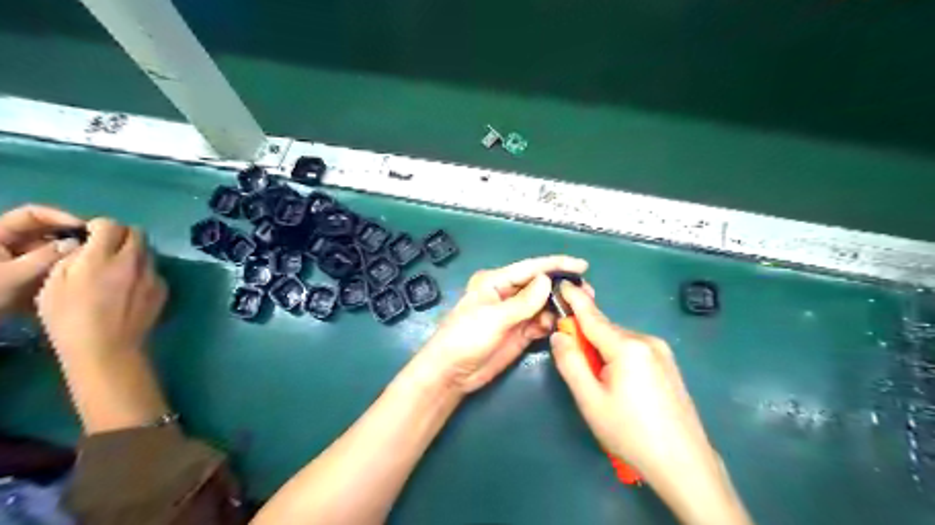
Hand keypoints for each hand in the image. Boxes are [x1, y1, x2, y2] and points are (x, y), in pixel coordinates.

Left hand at [1, 206, 81, 315]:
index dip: (60, 217)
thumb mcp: (15, 275)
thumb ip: (47, 257)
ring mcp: (18, 259)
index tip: (86, 228)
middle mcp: (8, 243)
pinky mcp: (26, 275)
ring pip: (51, 249)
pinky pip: (51, 265)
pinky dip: (64, 269)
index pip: (32, 214)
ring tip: (91, 263)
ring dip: (69, 255)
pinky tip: (80, 277)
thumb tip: (78, 244)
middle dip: (70, 238)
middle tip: (96, 246)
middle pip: (46, 232)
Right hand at [37, 217, 168, 364]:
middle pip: (137, 233)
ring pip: (148, 251)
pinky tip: (132, 288)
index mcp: (103, 257)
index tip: (91, 236)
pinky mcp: (163, 289)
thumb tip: (84, 247)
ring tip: (119, 270)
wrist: (108, 348)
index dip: (99, 226)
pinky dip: (144, 272)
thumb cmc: (70, 319)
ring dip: (134, 253)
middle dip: (121, 235)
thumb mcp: (52, 286)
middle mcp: (133, 261)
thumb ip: (71, 260)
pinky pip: (155, 271)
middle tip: (107, 249)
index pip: (110, 224)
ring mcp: (153, 275)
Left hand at [418, 255, 589, 394]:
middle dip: (562, 287)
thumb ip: (523, 302)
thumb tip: (547, 280)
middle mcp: (507, 294)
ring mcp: (515, 314)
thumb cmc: (465, 338)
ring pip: (544, 305)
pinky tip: (564, 325)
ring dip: (560, 307)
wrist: (451, 373)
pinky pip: (541, 323)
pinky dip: (553, 323)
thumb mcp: (494, 318)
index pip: (531, 268)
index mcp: (496, 281)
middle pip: (540, 286)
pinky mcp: (520, 332)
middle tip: (587, 293)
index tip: (582, 265)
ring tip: (582, 310)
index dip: (556, 265)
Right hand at [549, 283, 749, 524]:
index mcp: (627, 346)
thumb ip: (570, 362)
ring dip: (602, 350)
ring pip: (619, 341)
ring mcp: (661, 352)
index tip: (562, 282)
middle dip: (586, 337)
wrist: (684, 464)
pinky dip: (617, 357)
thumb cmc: (630, 432)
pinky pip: (633, 351)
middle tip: (574, 363)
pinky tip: (619, 385)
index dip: (574, 299)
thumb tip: (560, 334)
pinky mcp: (668, 364)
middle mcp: (646, 340)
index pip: (592, 316)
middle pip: (605, 330)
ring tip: (600, 384)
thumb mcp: (590, 400)